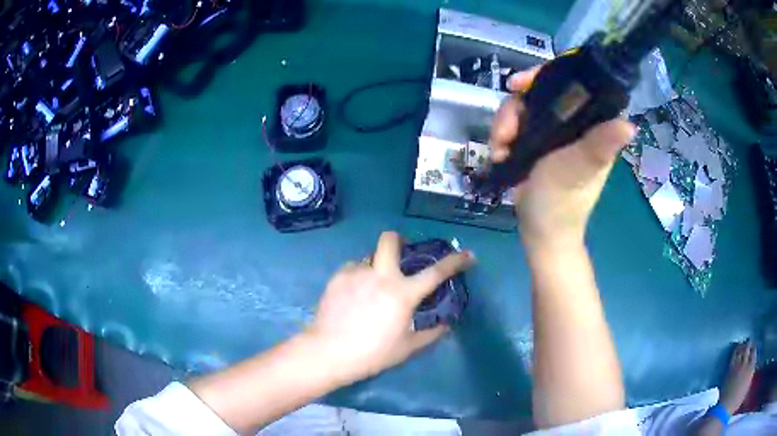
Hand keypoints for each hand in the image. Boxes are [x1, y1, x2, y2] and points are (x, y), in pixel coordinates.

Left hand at [304, 231, 473, 384]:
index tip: (468, 255)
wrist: (328, 352)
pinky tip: (354, 294)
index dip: (455, 261)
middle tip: (401, 256)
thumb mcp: (406, 348)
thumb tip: (446, 325)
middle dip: (399, 241)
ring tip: (372, 287)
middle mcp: (380, 276)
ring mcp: (356, 273)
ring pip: (370, 257)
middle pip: (390, 240)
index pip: (436, 272)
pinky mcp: (337, 277)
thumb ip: (430, 334)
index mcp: (402, 293)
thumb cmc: (371, 353)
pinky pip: (353, 268)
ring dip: (376, 267)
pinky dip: (359, 276)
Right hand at [490, 67, 635, 252]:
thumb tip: (629, 125)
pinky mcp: (536, 142)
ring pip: (522, 107)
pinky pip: (514, 124)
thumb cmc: (563, 202)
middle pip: (538, 92)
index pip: (573, 83)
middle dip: (515, 108)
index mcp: (592, 124)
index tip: (519, 84)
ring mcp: (553, 131)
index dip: (544, 75)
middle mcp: (573, 122)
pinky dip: (502, 136)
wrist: (540, 231)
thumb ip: (598, 146)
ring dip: (504, 126)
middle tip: (504, 132)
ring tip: (500, 150)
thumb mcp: (579, 169)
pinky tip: (500, 155)